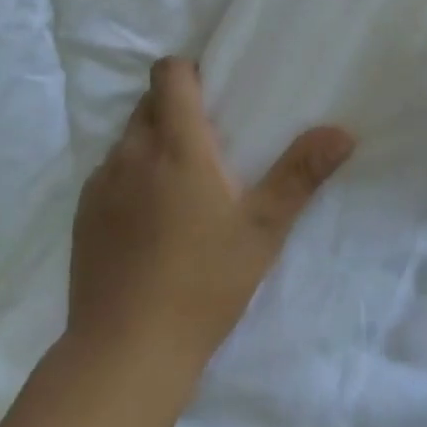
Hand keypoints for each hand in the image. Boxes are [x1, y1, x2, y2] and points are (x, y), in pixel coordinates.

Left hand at [67, 58, 355, 378]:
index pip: (168, 72)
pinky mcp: (82, 213)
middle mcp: (132, 151)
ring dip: (152, 144)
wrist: (125, 354)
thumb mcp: (263, 229)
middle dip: (176, 109)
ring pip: (128, 138)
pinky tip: (148, 221)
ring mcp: (101, 182)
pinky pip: (108, 173)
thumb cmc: (203, 283)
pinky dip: (129, 178)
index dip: (188, 72)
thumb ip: (300, 173)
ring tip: (179, 185)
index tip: (213, 94)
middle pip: (149, 102)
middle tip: (208, 143)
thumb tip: (343, 131)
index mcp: (175, 144)